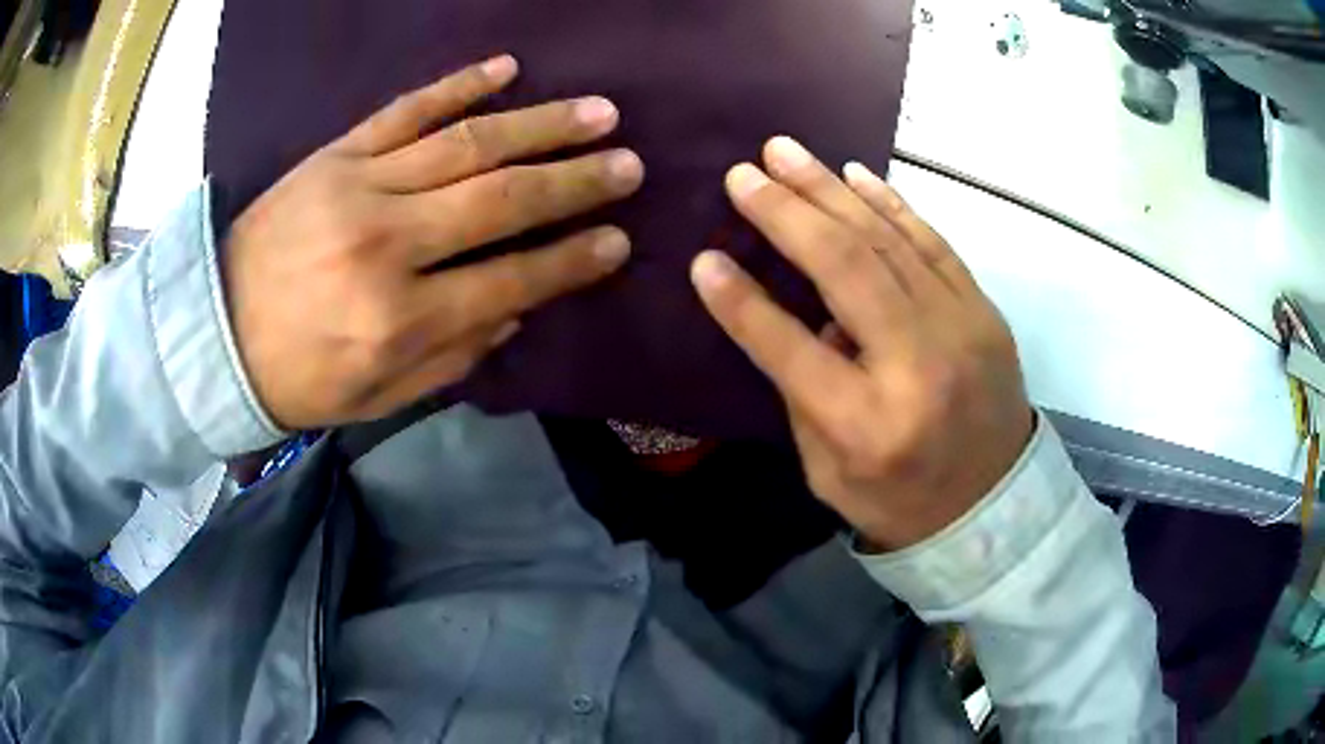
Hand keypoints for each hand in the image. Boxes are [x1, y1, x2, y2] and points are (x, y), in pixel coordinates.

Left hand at [223, 56, 644, 429]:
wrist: (215, 332)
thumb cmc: (299, 377)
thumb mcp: (379, 396)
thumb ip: (454, 356)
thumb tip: (515, 308)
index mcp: (398, 318)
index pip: (510, 280)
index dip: (571, 260)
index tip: (619, 240)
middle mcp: (387, 243)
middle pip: (500, 199)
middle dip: (575, 181)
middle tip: (629, 165)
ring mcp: (359, 185)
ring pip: (467, 143)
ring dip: (541, 124)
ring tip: (599, 112)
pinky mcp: (336, 154)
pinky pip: (407, 109)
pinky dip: (459, 84)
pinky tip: (508, 68)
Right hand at [691, 137, 1032, 550]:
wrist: (994, 505)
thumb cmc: (900, 499)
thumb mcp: (828, 473)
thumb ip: (807, 393)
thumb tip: (801, 312)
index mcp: (868, 425)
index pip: (789, 346)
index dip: (739, 301)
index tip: (702, 258)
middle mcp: (917, 366)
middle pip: (844, 270)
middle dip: (785, 213)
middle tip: (742, 173)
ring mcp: (960, 329)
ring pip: (886, 241)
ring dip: (829, 190)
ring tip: (785, 152)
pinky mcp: (982, 310)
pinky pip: (932, 242)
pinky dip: (890, 203)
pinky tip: (853, 174)